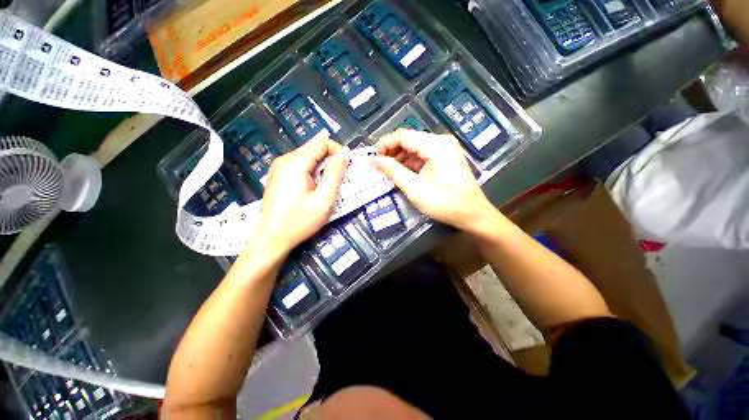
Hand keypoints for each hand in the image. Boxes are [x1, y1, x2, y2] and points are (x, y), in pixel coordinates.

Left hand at [253, 137, 349, 254]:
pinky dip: (313, 173)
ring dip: (323, 168)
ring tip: (328, 186)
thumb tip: (345, 153)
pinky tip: (315, 189)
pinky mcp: (279, 176)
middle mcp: (285, 160)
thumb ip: (335, 174)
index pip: (322, 142)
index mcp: (295, 163)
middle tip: (341, 180)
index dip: (338, 151)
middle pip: (314, 149)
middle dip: (331, 161)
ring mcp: (279, 167)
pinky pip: (301, 166)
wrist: (272, 239)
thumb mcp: (324, 199)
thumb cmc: (299, 221)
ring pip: (309, 157)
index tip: (347, 167)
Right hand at [373, 129, 494, 230]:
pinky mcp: (445, 157)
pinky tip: (402, 173)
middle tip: (378, 166)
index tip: (372, 158)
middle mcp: (441, 141)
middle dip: (391, 152)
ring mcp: (445, 148)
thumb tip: (373, 160)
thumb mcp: (415, 188)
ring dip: (400, 158)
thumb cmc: (444, 203)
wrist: (472, 214)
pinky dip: (410, 163)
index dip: (384, 144)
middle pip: (409, 140)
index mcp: (436, 145)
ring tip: (387, 171)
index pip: (403, 135)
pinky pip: (423, 155)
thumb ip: (393, 171)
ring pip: (415, 147)